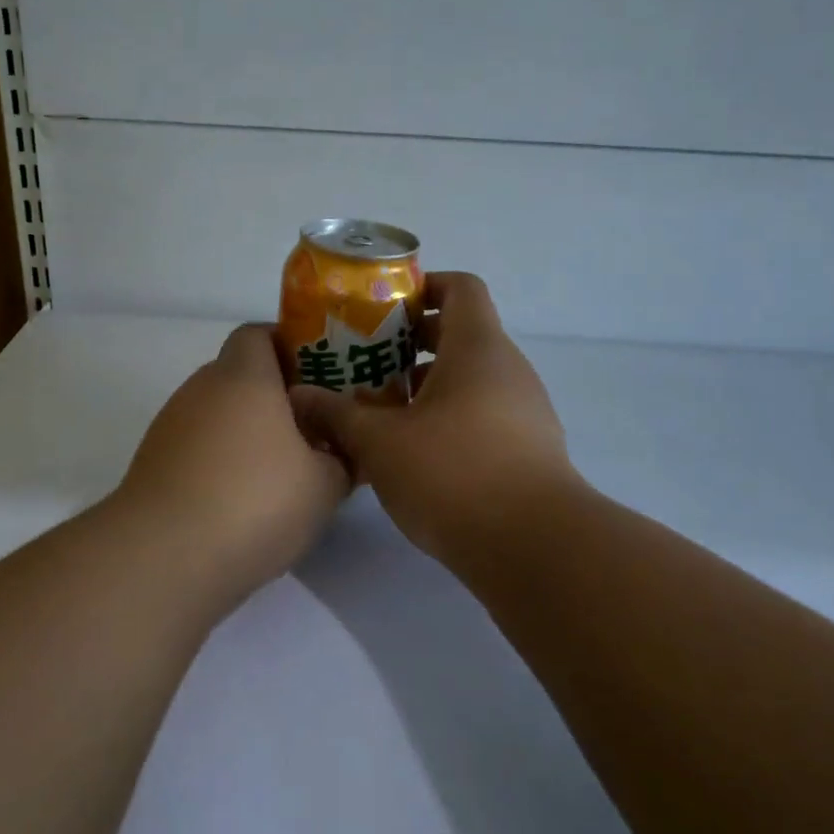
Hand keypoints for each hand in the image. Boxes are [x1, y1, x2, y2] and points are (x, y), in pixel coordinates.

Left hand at [117, 324, 351, 595]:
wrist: (163, 557)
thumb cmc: (254, 501)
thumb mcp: (324, 485)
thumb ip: (340, 460)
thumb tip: (338, 452)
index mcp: (243, 376)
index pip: (257, 334)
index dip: (286, 346)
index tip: (315, 376)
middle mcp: (201, 389)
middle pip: (239, 376)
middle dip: (274, 397)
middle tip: (309, 428)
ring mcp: (171, 426)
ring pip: (218, 414)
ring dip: (246, 433)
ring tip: (279, 473)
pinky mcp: (153, 464)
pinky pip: (197, 449)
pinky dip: (220, 463)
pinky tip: (242, 503)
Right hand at [291, 273, 577, 560]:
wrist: (534, 547)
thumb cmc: (453, 473)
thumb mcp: (380, 442)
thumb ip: (337, 414)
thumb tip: (299, 397)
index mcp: (477, 347)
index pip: (461, 287)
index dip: (423, 286)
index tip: (384, 308)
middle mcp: (508, 368)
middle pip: (461, 333)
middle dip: (412, 343)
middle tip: (367, 360)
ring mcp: (525, 409)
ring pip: (471, 377)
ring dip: (428, 384)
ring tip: (383, 410)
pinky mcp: (530, 447)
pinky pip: (485, 412)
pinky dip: (450, 416)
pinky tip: (416, 451)